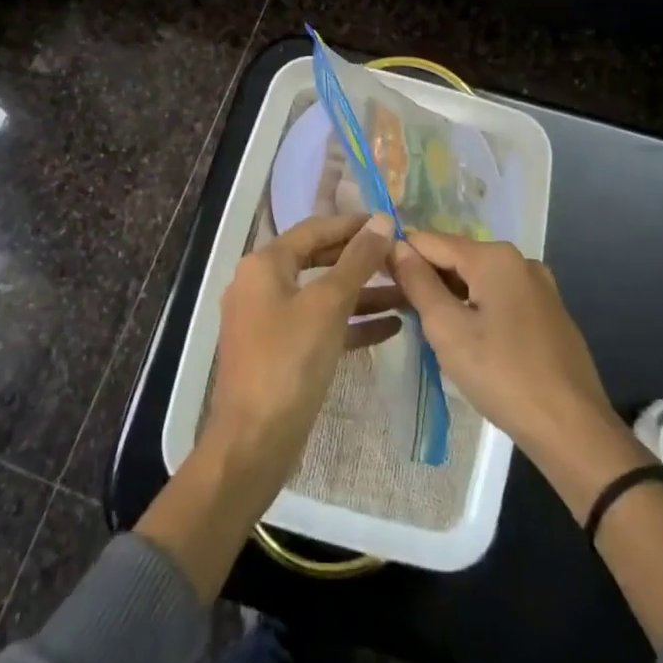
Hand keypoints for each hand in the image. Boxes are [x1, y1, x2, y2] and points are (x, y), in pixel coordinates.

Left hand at [200, 212, 399, 508]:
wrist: (254, 441)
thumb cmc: (289, 361)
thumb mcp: (328, 304)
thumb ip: (357, 260)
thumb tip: (382, 221)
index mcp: (264, 264)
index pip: (314, 229)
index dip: (353, 225)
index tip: (392, 224)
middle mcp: (261, 284)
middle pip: (318, 260)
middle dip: (361, 260)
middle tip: (401, 258)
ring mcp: (269, 320)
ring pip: (322, 296)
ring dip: (363, 294)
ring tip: (408, 292)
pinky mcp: (280, 351)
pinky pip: (320, 325)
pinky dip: (351, 323)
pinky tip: (391, 326)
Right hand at [392, 235, 662, 653]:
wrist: (572, 429)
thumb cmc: (502, 375)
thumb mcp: (448, 329)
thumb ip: (418, 282)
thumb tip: (395, 246)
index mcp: (494, 257)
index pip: (430, 241)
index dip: (400, 257)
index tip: (377, 281)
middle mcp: (519, 260)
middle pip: (456, 258)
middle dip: (426, 278)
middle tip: (401, 311)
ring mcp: (539, 286)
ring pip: (478, 279)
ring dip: (451, 296)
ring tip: (429, 328)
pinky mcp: (548, 312)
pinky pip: (500, 297)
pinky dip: (477, 308)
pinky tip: (468, 340)